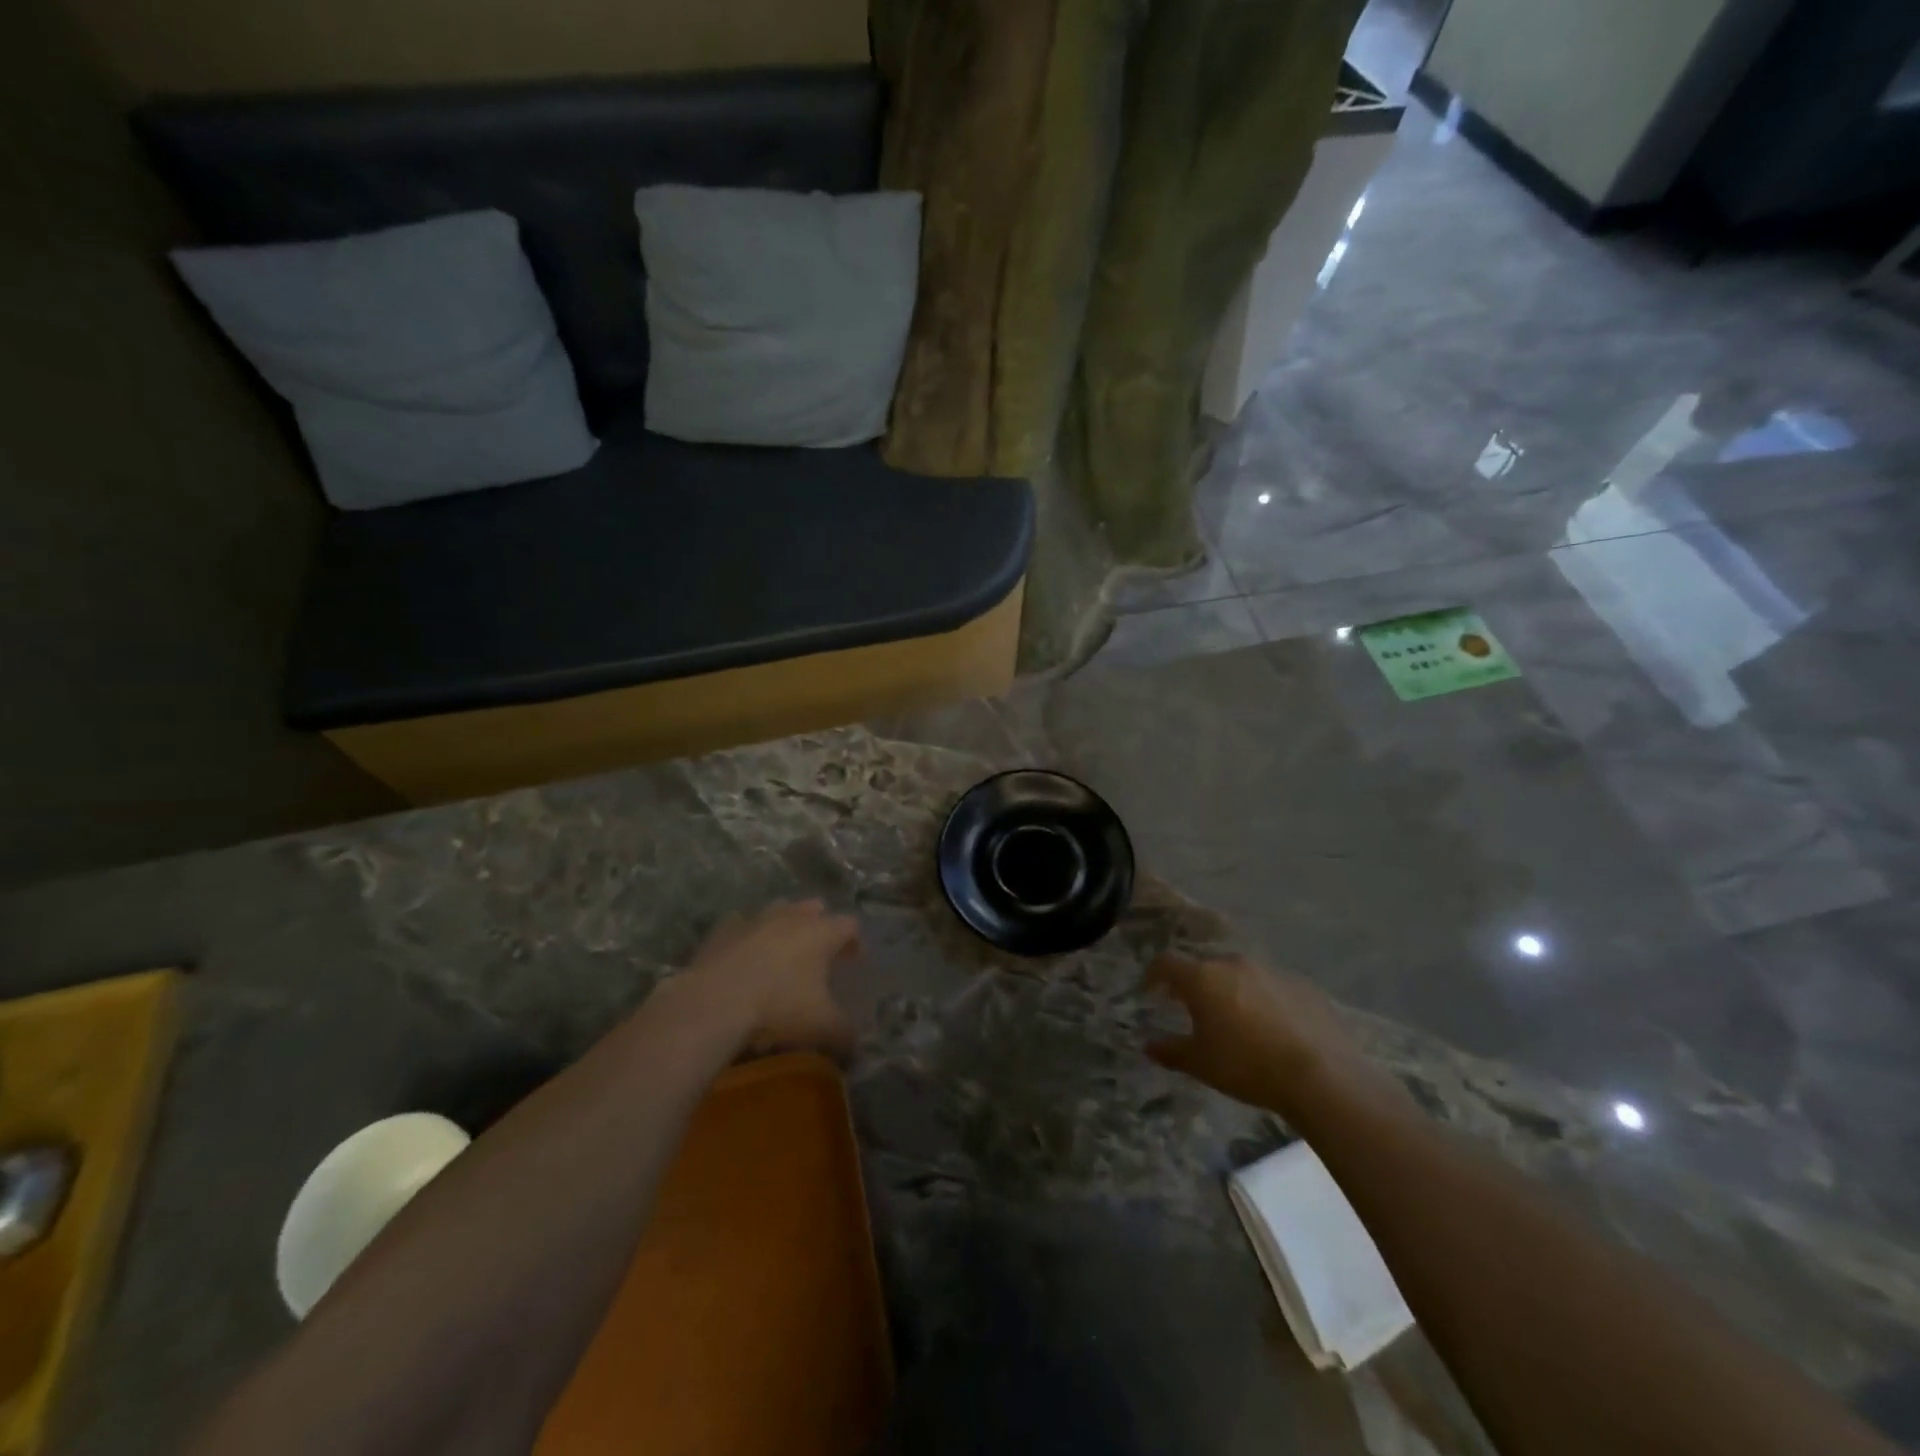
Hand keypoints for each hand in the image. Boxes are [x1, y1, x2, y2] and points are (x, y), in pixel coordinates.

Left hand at [678, 899, 861, 1057]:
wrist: (714, 1004)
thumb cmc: (778, 1008)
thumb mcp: (822, 1027)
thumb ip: (845, 1033)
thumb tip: (856, 1044)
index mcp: (821, 932)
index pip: (850, 925)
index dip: (855, 942)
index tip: (854, 961)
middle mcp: (791, 916)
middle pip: (814, 908)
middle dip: (820, 926)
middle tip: (819, 954)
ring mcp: (755, 919)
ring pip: (778, 909)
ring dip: (785, 925)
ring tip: (783, 951)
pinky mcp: (723, 929)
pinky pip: (741, 924)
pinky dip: (747, 935)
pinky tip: (743, 954)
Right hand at [1144, 953, 1397, 1115]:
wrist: (1321, 1076)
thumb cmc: (1247, 1066)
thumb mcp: (1200, 1064)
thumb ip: (1170, 1051)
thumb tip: (1148, 1046)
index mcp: (1203, 978)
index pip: (1167, 963)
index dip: (1154, 974)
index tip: (1151, 990)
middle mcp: (1234, 964)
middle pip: (1205, 966)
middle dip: (1196, 985)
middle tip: (1195, 1010)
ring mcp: (1271, 971)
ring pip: (1240, 975)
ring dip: (1231, 990)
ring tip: (1236, 1020)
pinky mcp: (1302, 985)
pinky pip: (1272, 987)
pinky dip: (1263, 1000)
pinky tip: (1272, 1028)